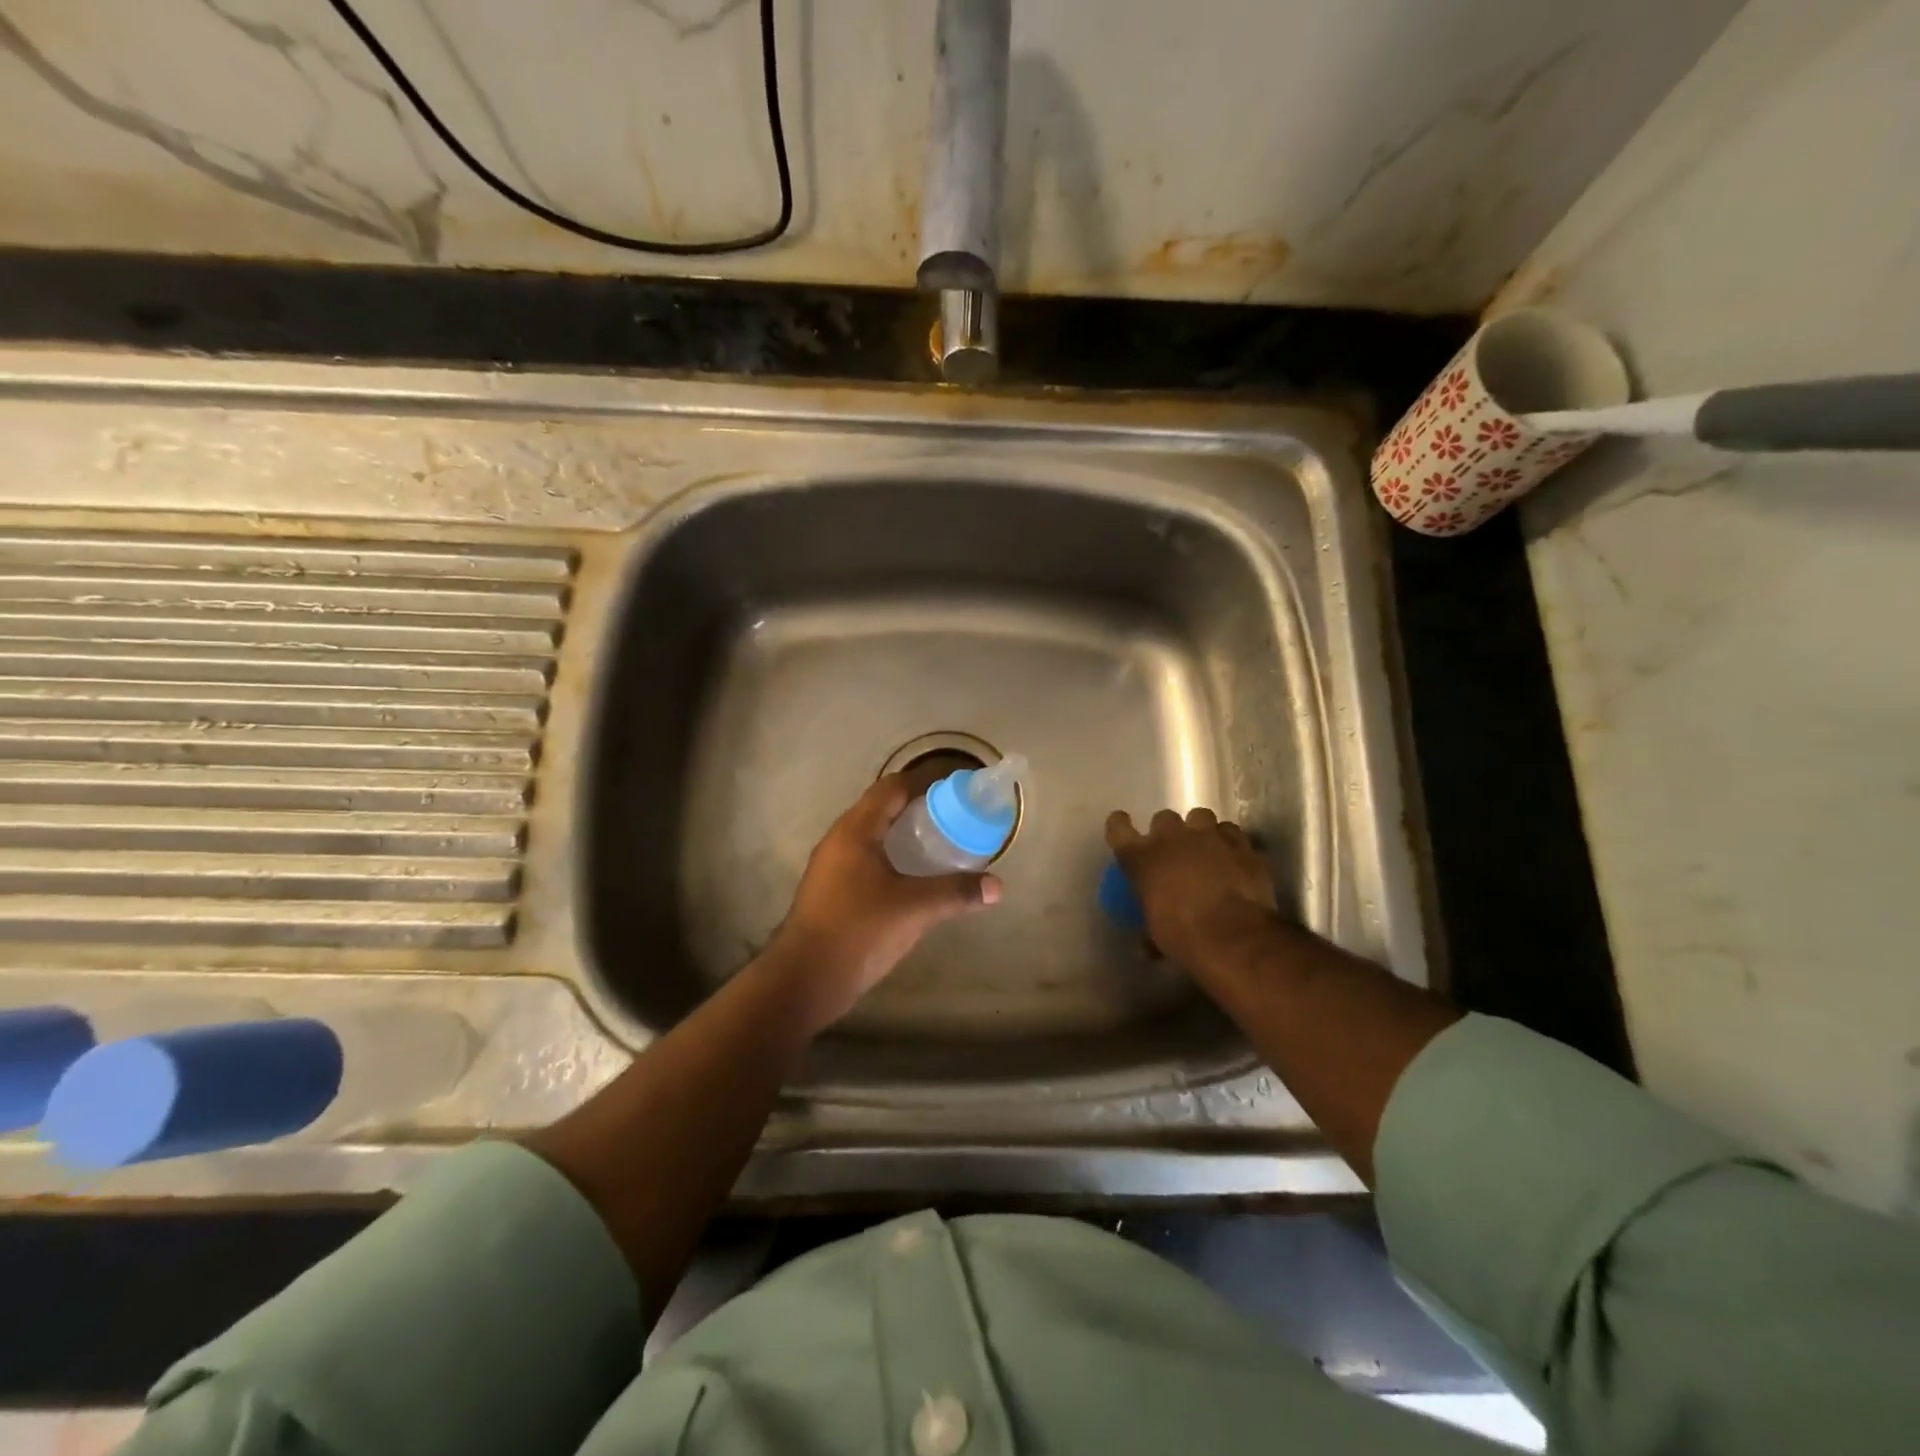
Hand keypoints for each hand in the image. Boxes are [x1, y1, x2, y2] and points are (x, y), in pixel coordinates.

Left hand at [760, 774, 1001, 1033]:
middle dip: (918, 810)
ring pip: (873, 838)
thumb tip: (997, 886)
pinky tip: (914, 880)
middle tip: (955, 819)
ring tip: (941, 846)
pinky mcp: (831, 892)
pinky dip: (892, 861)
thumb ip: (956, 892)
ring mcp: (831, 868)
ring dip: (904, 837)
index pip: (891, 788)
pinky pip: (866, 862)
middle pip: (881, 810)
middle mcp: (839, 841)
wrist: (804, 979)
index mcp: (855, 831)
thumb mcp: (914, 909)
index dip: (923, 782)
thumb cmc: (858, 931)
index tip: (955, 790)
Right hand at [1105, 807, 1278, 976]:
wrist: (1234, 938)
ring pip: (1201, 816)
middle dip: (1168, 832)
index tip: (1124, 828)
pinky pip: (1232, 834)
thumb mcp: (1155, 933)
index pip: (1118, 827)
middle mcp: (1172, 838)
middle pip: (1164, 818)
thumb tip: (1147, 943)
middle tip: (1174, 852)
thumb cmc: (1184, 937)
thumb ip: (1150, 923)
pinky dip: (1231, 844)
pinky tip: (1235, 859)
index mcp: (1141, 857)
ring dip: (1201, 831)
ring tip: (1207, 849)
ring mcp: (1210, 837)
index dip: (1120, 826)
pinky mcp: (1242, 845)